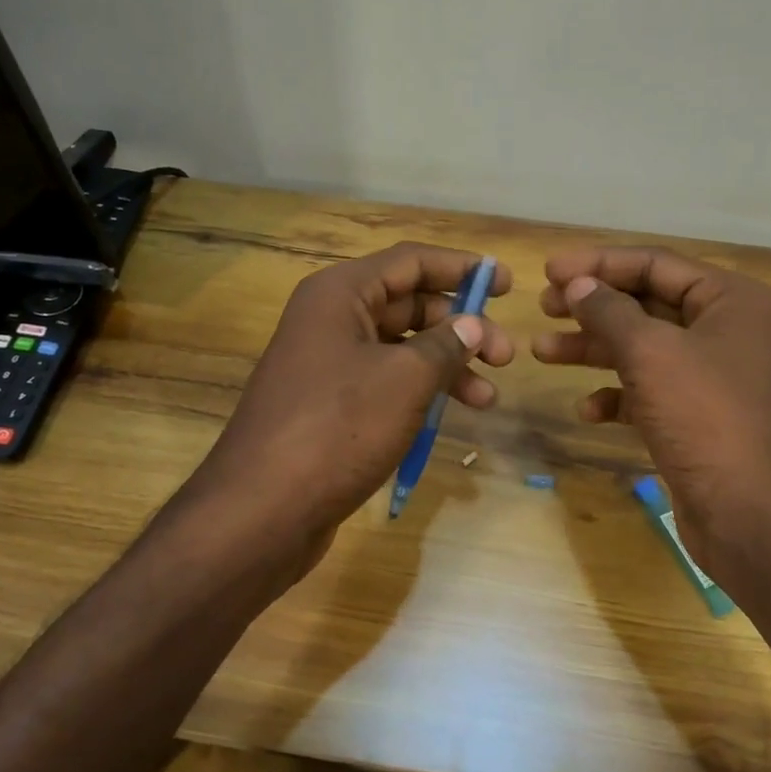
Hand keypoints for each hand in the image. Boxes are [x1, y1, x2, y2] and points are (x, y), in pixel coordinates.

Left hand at [183, 243, 514, 570]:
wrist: (263, 510)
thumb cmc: (338, 428)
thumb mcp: (404, 380)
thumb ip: (445, 345)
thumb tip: (473, 324)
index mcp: (340, 294)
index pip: (411, 261)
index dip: (461, 268)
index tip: (507, 284)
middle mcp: (330, 320)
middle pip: (408, 305)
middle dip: (460, 326)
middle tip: (505, 355)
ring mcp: (326, 365)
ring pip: (399, 349)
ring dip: (446, 366)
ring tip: (487, 398)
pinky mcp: (329, 406)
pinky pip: (384, 383)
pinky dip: (418, 393)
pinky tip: (448, 417)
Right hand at [532, 246, 770, 576]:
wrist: (749, 511)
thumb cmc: (704, 416)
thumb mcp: (650, 353)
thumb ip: (609, 312)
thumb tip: (577, 285)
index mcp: (730, 300)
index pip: (655, 264)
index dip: (599, 265)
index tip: (548, 270)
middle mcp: (725, 330)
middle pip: (646, 304)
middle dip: (592, 307)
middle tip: (543, 307)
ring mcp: (710, 376)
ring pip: (641, 349)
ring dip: (593, 349)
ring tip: (542, 351)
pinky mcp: (695, 415)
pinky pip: (647, 391)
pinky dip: (615, 395)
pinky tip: (586, 410)